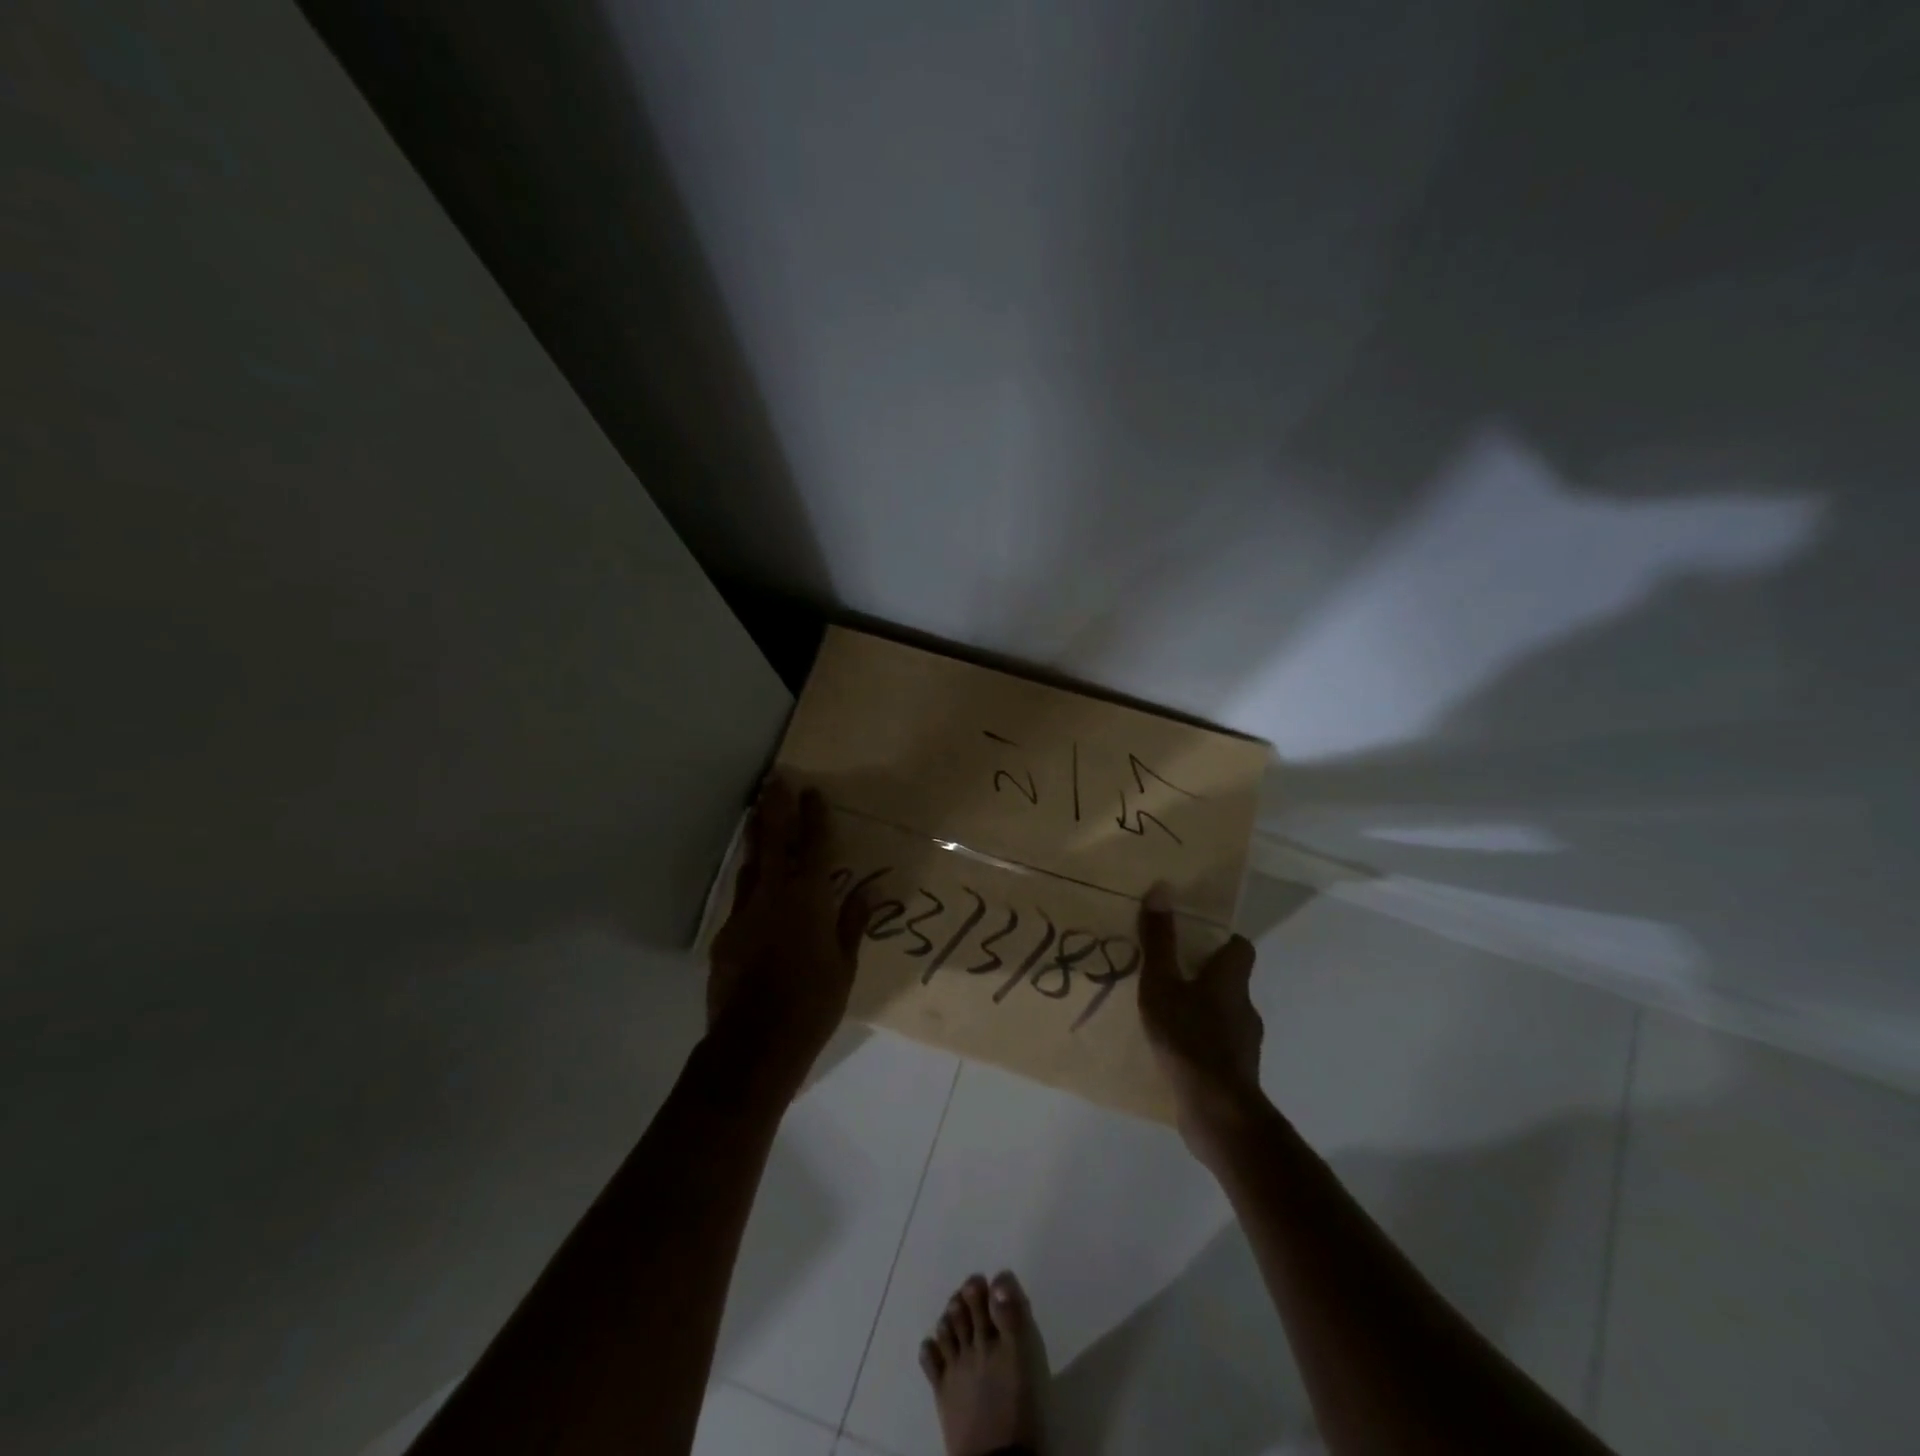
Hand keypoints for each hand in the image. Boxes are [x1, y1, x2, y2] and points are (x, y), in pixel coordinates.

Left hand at [707, 778, 872, 1097]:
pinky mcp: (725, 935)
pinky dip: (750, 881)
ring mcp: (744, 914)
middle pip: (773, 842)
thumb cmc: (812, 1004)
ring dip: (756, 838)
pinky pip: (742, 897)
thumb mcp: (844, 965)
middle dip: (775, 808)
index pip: (813, 847)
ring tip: (757, 814)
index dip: (814, 817)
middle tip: (773, 780)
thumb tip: (869, 890)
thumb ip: (852, 922)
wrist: (754, 1045)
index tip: (812, 791)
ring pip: (750, 865)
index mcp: (808, 900)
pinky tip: (754, 883)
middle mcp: (772, 897)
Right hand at [1138, 883, 1267, 1157]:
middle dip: (1201, 974)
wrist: (1217, 1112)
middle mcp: (1244, 1005)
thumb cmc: (1189, 1037)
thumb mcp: (1162, 983)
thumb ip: (1159, 940)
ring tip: (1163, 1013)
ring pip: (1221, 1013)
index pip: (1239, 947)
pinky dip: (1198, 1041)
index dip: (1219, 940)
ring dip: (1199, 1010)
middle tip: (1166, 973)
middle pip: (1228, 979)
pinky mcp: (1236, 1072)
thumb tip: (1161, 889)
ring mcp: (1244, 1042)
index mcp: (1231, 978)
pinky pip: (1216, 1045)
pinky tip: (1172, 1050)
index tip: (1192, 938)